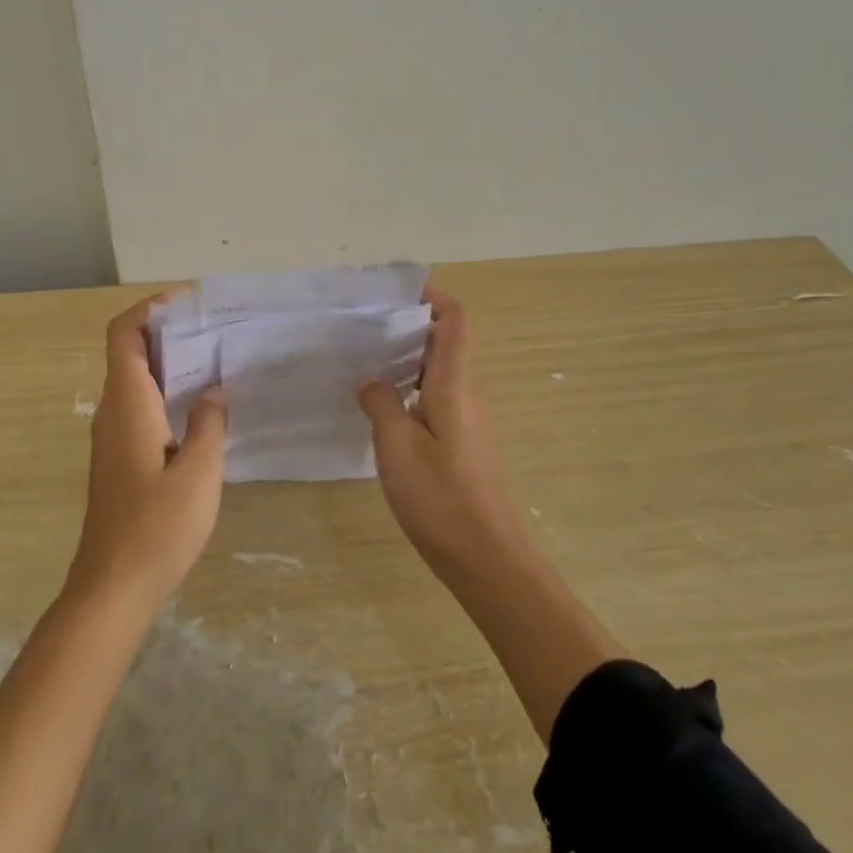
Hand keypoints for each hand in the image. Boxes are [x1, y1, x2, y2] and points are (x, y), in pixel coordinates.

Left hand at [64, 295, 228, 615]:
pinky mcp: (120, 458)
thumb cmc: (157, 528)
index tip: (187, 302)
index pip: (123, 334)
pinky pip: (140, 406)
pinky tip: (200, 407)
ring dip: (168, 362)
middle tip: (212, 328)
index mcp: (128, 404)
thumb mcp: (199, 472)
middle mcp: (113, 412)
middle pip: (129, 352)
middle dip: (166, 331)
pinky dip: (166, 391)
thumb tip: (215, 391)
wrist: (112, 589)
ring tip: (213, 359)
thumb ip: (209, 423)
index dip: (149, 308)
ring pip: (135, 380)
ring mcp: (113, 437)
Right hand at [358, 292, 524, 576]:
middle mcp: (468, 393)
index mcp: (454, 384)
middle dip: (409, 327)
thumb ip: (381, 403)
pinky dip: (412, 389)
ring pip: (439, 372)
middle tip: (365, 329)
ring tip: (366, 363)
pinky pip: (438, 399)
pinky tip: (383, 408)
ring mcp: (469, 419)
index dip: (432, 296)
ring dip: (407, 360)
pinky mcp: (464, 443)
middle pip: (445, 341)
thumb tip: (371, 381)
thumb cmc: (441, 497)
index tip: (395, 293)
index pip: (454, 320)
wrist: (488, 559)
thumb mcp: (396, 446)